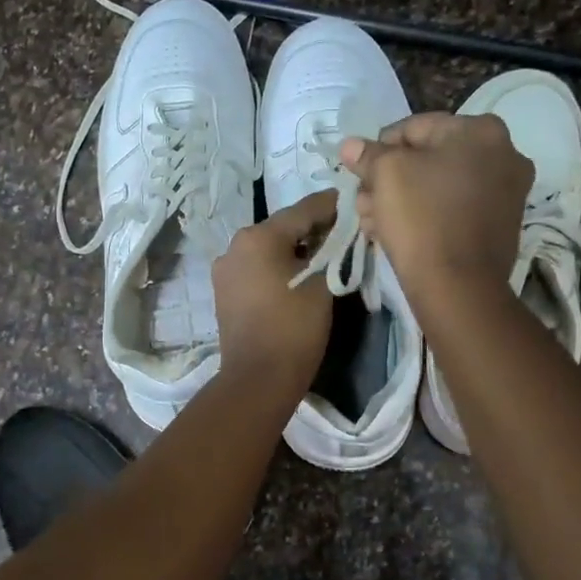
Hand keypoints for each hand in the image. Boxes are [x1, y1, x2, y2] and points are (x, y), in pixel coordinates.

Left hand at [212, 190, 337, 395]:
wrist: (258, 379)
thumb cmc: (295, 329)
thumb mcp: (323, 284)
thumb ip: (333, 250)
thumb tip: (341, 232)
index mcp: (258, 236)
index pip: (304, 209)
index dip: (333, 205)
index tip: (356, 200)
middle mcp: (235, 245)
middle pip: (283, 227)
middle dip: (314, 228)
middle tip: (345, 231)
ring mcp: (225, 269)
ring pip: (268, 248)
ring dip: (295, 248)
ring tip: (325, 255)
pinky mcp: (224, 291)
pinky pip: (256, 268)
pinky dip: (278, 266)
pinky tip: (298, 275)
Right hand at [341, 112, 531, 303]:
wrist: (458, 286)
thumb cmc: (421, 217)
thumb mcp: (385, 174)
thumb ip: (367, 154)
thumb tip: (351, 145)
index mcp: (481, 130)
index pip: (415, 127)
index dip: (379, 148)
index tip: (359, 172)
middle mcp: (504, 154)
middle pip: (429, 158)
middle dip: (390, 179)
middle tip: (364, 201)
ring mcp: (507, 192)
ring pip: (440, 186)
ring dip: (402, 199)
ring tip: (373, 221)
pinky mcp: (501, 226)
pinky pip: (455, 210)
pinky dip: (427, 216)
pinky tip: (397, 233)